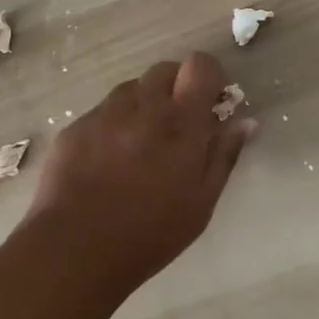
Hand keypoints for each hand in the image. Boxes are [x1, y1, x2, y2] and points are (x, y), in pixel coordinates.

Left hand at [23, 51, 254, 288]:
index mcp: (180, 123)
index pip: (199, 66)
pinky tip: (106, 161)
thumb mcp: (201, 204)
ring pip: (131, 89)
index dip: (207, 76)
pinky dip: (112, 125)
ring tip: (138, 144)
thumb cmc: (149, 234)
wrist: (73, 252)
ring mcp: (104, 114)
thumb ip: (224, 156)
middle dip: (175, 88)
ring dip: (142, 105)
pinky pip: (101, 112)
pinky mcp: (75, 128)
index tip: (208, 102)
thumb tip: (245, 122)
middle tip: (174, 126)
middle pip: (164, 70)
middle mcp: (143, 107)